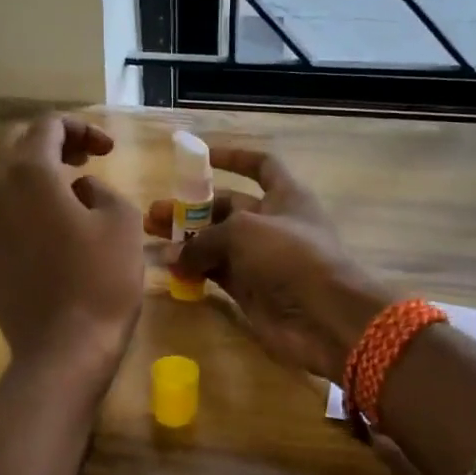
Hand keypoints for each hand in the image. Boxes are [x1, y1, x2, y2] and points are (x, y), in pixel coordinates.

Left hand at [0, 114, 144, 371]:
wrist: (62, 350)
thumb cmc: (101, 280)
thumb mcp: (122, 221)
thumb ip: (101, 189)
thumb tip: (81, 190)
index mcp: (28, 173)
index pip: (47, 126)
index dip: (81, 128)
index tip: (108, 150)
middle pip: (12, 143)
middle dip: (49, 141)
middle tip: (84, 158)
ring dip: (29, 170)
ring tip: (65, 188)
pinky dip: (19, 203)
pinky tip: (48, 226)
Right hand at [146, 147, 393, 381]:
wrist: (325, 317)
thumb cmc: (290, 256)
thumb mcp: (243, 232)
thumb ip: (203, 239)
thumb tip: (171, 254)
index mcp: (285, 196)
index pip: (261, 166)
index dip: (234, 158)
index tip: (201, 158)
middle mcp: (273, 224)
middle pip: (227, 208)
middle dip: (192, 208)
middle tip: (154, 214)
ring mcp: (261, 259)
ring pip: (217, 243)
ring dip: (186, 240)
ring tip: (150, 239)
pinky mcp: (251, 291)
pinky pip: (216, 274)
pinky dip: (194, 270)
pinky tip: (168, 268)